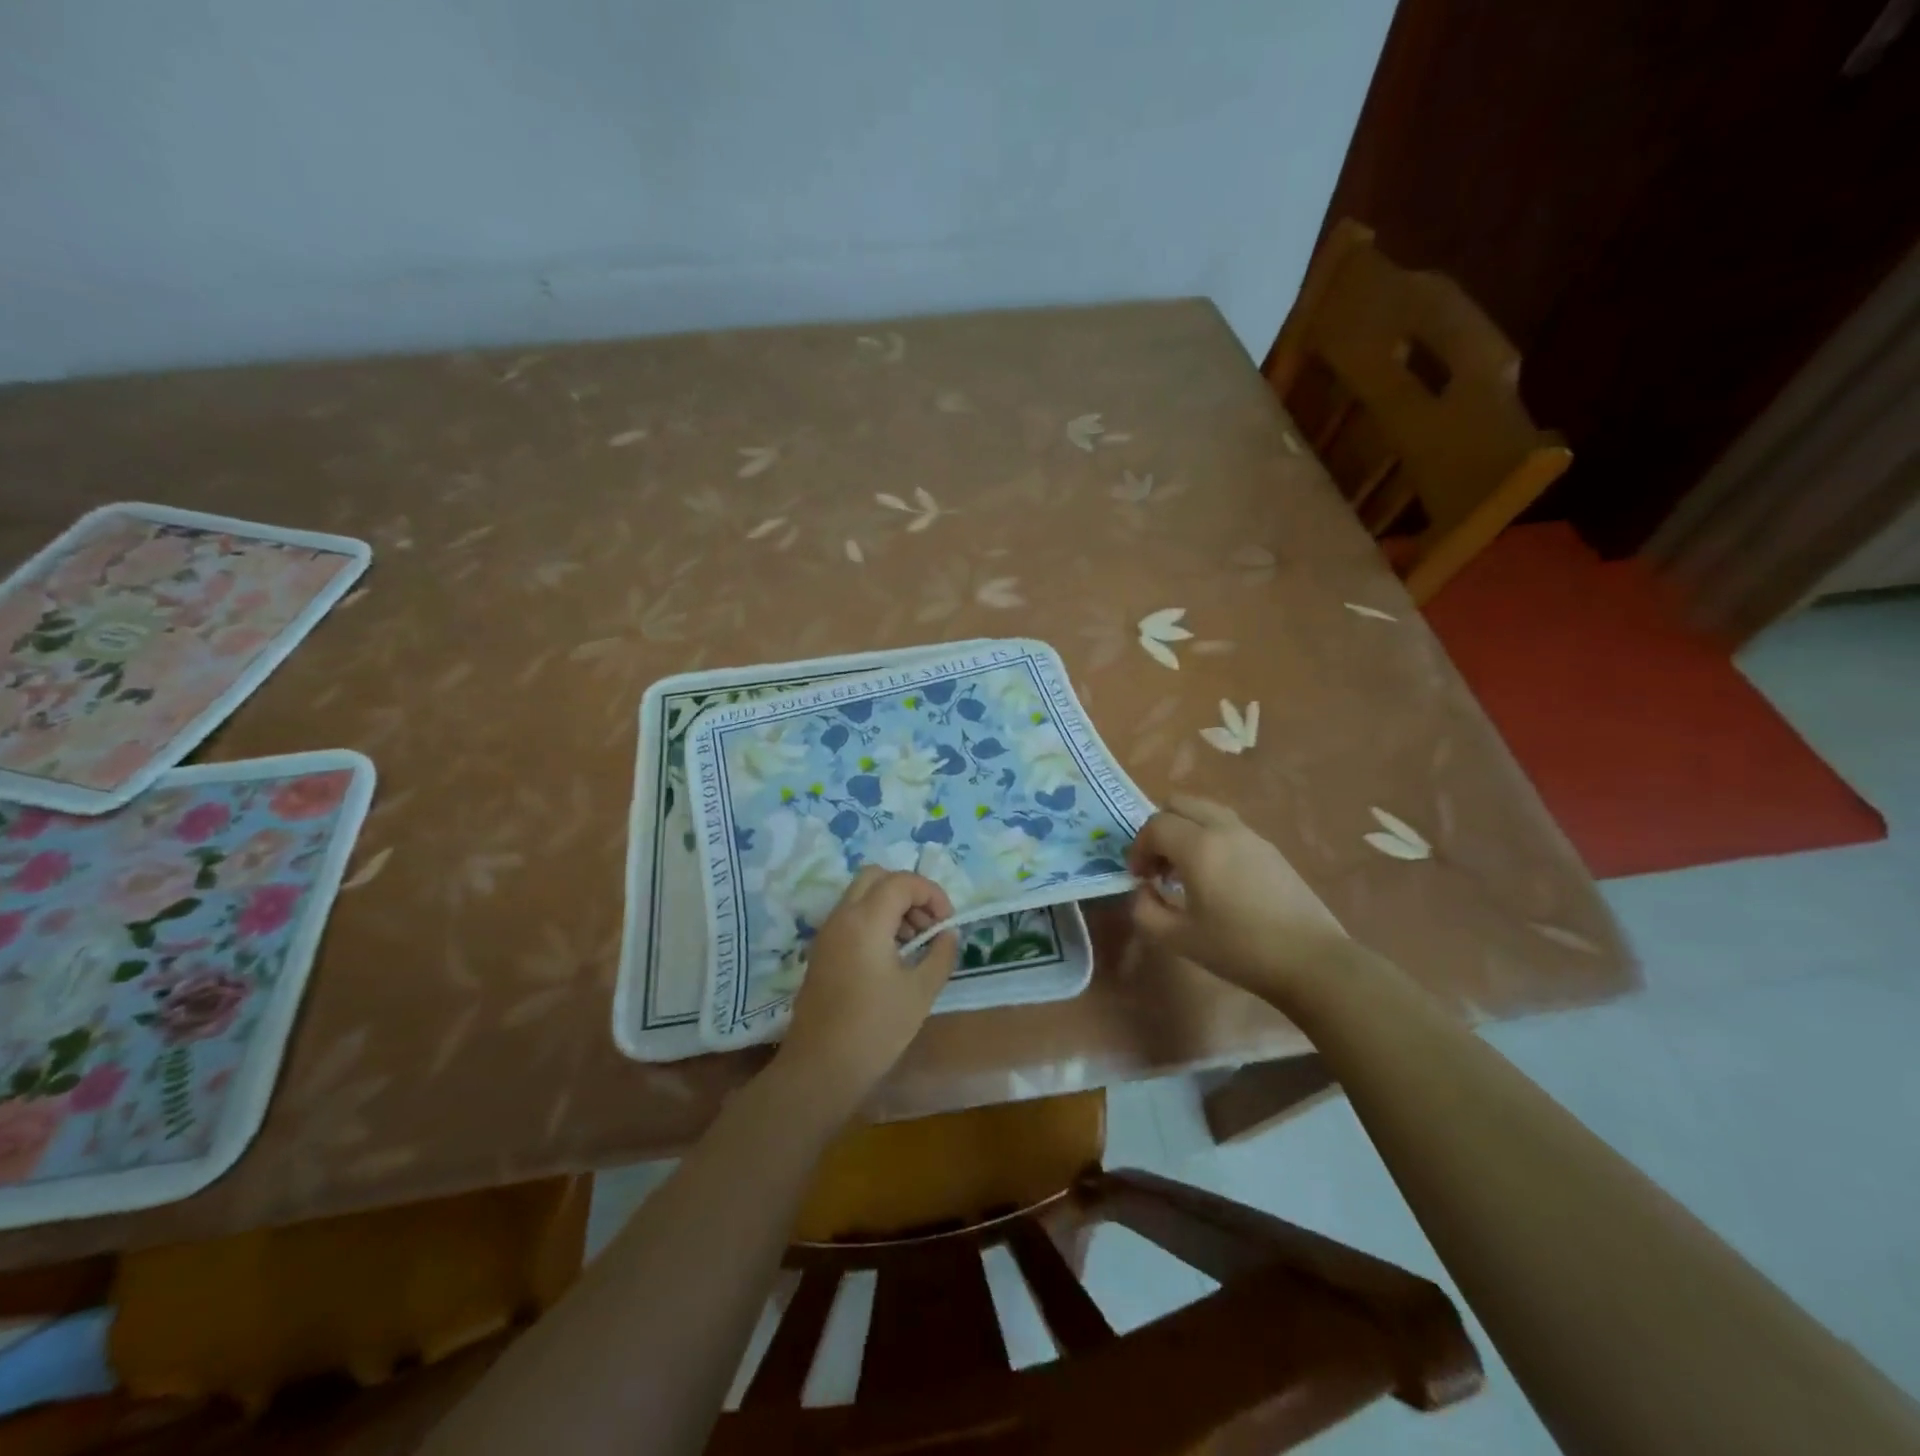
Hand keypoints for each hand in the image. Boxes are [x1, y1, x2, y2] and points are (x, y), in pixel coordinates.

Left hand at [778, 867, 959, 1112]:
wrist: (820, 1068)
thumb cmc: (876, 1029)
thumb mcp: (921, 991)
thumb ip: (940, 954)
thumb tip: (948, 934)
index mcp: (866, 920)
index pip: (903, 882)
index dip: (932, 894)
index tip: (948, 923)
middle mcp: (842, 916)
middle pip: (877, 877)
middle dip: (909, 891)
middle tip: (928, 924)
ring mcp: (827, 932)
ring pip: (862, 895)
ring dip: (891, 905)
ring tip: (915, 942)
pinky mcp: (822, 950)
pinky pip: (851, 916)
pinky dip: (875, 920)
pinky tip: (892, 956)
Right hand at [1126, 795, 1347, 1000]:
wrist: (1311, 961)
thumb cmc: (1239, 949)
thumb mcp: (1178, 938)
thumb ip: (1145, 911)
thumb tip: (1143, 891)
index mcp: (1199, 847)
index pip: (1155, 826)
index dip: (1138, 848)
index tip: (1139, 878)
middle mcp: (1224, 830)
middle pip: (1179, 804)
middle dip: (1159, 829)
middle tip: (1157, 865)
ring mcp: (1251, 836)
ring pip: (1205, 810)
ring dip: (1184, 830)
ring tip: (1183, 869)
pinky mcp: (1270, 848)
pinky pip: (1227, 826)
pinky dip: (1208, 837)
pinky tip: (1214, 877)